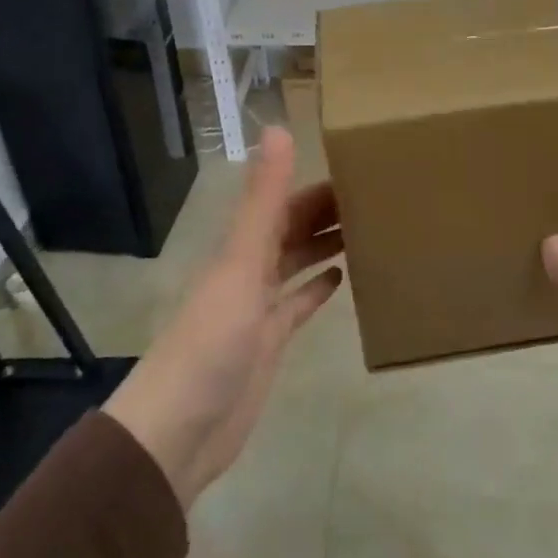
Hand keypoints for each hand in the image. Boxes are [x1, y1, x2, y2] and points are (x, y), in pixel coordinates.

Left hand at [105, 127, 342, 509]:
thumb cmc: (212, 338)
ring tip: (368, 228)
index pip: (284, 202)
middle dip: (327, 211)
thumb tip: (276, 127)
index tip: (359, 167)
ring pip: (297, 262)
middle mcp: (249, 269)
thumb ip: (263, 199)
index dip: (316, 184)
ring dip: (325, 244)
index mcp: (242, 247)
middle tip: (377, 197)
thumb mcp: (241, 262)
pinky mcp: (270, 342)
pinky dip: (317, 288)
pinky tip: (342, 278)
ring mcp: (259, 307)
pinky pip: (298, 304)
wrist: (181, 429)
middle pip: (292, 229)